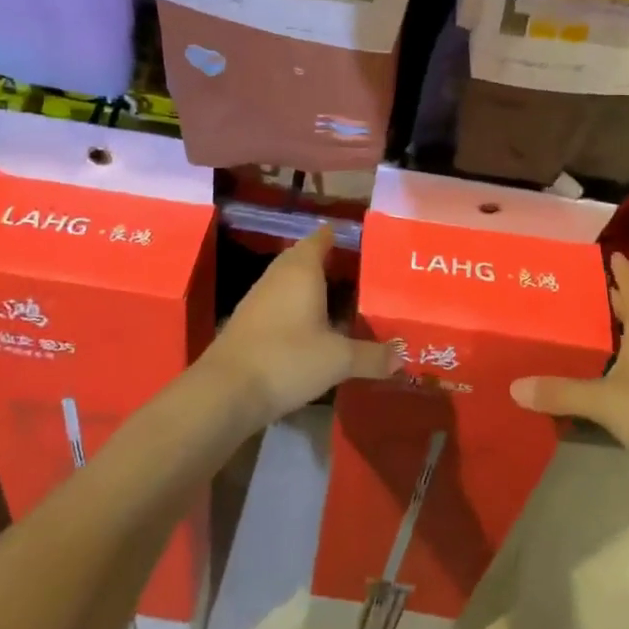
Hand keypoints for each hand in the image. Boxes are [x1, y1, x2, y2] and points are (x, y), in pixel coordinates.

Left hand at [200, 226, 398, 425]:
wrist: (225, 391)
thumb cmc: (287, 358)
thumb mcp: (338, 359)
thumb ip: (372, 355)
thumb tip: (403, 357)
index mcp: (302, 268)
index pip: (323, 237)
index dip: (343, 237)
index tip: (368, 243)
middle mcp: (279, 274)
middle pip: (307, 258)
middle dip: (334, 265)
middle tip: (365, 276)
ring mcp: (259, 297)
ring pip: (293, 282)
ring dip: (315, 289)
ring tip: (346, 302)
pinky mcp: (249, 321)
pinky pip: (281, 303)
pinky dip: (299, 309)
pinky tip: (315, 329)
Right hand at [510, 253, 628, 487]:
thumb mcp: (606, 401)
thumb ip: (561, 392)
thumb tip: (514, 386)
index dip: (620, 269)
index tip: (606, 251)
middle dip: (605, 299)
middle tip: (570, 289)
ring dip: (608, 333)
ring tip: (573, 327)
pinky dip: (613, 362)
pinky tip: (594, 372)